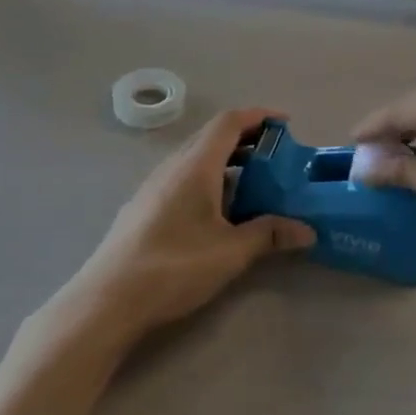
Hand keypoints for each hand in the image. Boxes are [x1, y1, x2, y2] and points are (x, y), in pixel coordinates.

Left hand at [55, 109, 314, 348]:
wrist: (109, 298)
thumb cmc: (175, 266)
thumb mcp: (231, 252)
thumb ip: (269, 235)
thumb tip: (307, 230)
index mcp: (195, 165)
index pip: (229, 122)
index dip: (259, 116)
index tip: (286, 123)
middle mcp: (173, 166)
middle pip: (212, 137)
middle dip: (246, 139)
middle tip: (276, 157)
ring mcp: (153, 186)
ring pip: (195, 159)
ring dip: (226, 162)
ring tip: (253, 185)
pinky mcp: (144, 207)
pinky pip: (182, 178)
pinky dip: (208, 180)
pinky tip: (218, 212)